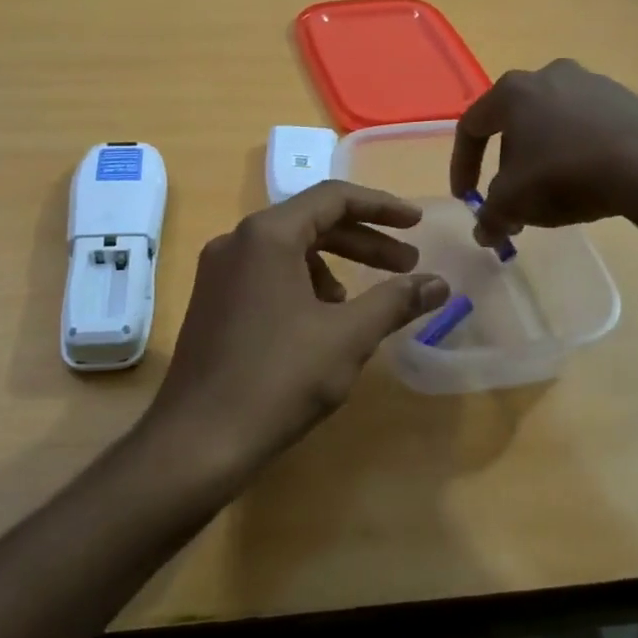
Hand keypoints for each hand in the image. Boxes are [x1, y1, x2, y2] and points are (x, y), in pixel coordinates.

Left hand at [142, 182, 449, 484]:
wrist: (198, 440)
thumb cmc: (279, 378)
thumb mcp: (348, 337)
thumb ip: (395, 301)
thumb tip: (439, 284)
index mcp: (267, 235)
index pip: (333, 198)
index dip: (382, 207)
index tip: (418, 224)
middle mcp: (237, 241)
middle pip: (311, 222)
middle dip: (364, 242)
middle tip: (407, 265)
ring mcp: (218, 272)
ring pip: (288, 251)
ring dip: (333, 267)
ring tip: (360, 306)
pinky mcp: (211, 301)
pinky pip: (266, 275)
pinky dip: (302, 286)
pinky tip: (320, 325)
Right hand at [449, 59, 637, 248]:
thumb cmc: (565, 174)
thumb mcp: (514, 203)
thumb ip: (490, 217)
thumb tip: (484, 233)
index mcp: (512, 91)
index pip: (471, 127)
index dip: (462, 165)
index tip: (465, 197)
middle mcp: (548, 76)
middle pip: (513, 124)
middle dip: (506, 165)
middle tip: (511, 199)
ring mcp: (592, 83)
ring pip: (551, 124)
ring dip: (542, 159)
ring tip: (550, 194)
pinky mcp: (627, 99)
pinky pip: (586, 127)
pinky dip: (576, 153)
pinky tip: (587, 181)